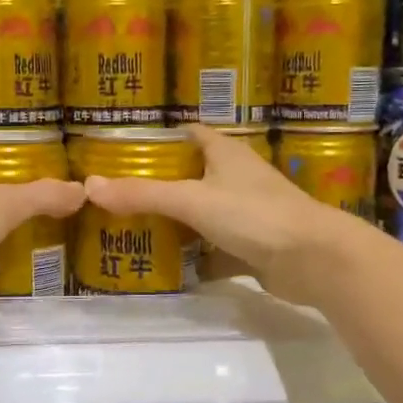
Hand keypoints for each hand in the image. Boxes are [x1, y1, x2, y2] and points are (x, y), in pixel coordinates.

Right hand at [81, 124, 356, 304]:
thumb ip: (143, 194)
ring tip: (132, 230)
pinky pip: (215, 252)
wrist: (314, 260)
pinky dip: (195, 260)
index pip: (190, 134)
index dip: (161, 138)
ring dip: (176, 224)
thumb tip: (89, 186)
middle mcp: (237, 179)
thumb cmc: (254, 215)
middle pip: (192, 176)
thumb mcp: (192, 200)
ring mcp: (247, 216)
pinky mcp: (253, 249)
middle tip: (119, 196)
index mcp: (226, 154)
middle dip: (160, 186)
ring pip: (203, 216)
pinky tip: (167, 269)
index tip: (125, 150)